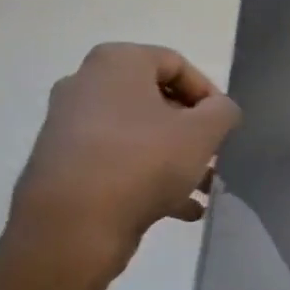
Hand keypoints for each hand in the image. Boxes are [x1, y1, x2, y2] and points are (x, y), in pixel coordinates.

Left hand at [0, 43, 239, 287]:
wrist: (72, 226)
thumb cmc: (142, 163)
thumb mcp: (202, 133)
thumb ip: (223, 112)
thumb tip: (220, 110)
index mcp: (116, 63)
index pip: (176, 64)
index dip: (208, 95)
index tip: (224, 127)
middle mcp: (86, 85)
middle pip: (156, 100)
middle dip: (192, 130)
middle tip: (215, 156)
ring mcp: (70, 126)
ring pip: (139, 134)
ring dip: (175, 158)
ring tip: (203, 188)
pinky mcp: (65, 164)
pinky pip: (118, 161)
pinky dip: (149, 177)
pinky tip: (180, 209)